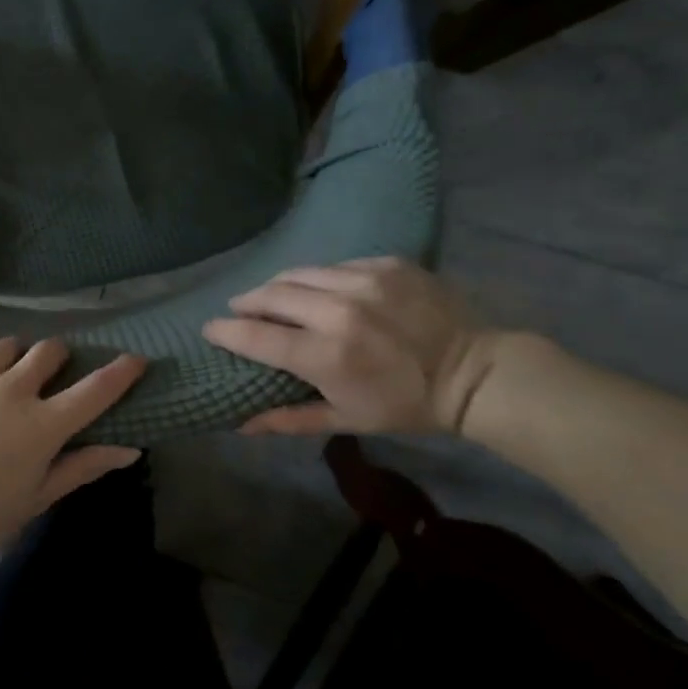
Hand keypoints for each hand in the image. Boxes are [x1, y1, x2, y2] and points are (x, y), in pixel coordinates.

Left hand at [0, 330, 147, 559]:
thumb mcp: (35, 499)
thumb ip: (81, 468)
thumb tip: (130, 450)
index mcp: (43, 424)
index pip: (94, 390)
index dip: (120, 372)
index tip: (135, 359)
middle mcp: (13, 388)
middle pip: (48, 351)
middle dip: (58, 358)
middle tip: (50, 373)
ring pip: (7, 344)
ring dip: (15, 353)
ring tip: (6, 368)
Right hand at [202, 257, 496, 435]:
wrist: (477, 373)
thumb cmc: (406, 405)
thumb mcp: (346, 419)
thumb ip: (288, 418)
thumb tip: (240, 425)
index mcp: (325, 354)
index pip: (255, 335)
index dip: (225, 330)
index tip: (210, 329)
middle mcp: (338, 311)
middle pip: (270, 294)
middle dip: (247, 302)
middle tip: (240, 310)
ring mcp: (364, 281)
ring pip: (299, 273)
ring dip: (277, 285)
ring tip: (273, 295)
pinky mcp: (386, 264)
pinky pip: (335, 265)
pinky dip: (319, 277)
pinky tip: (322, 289)